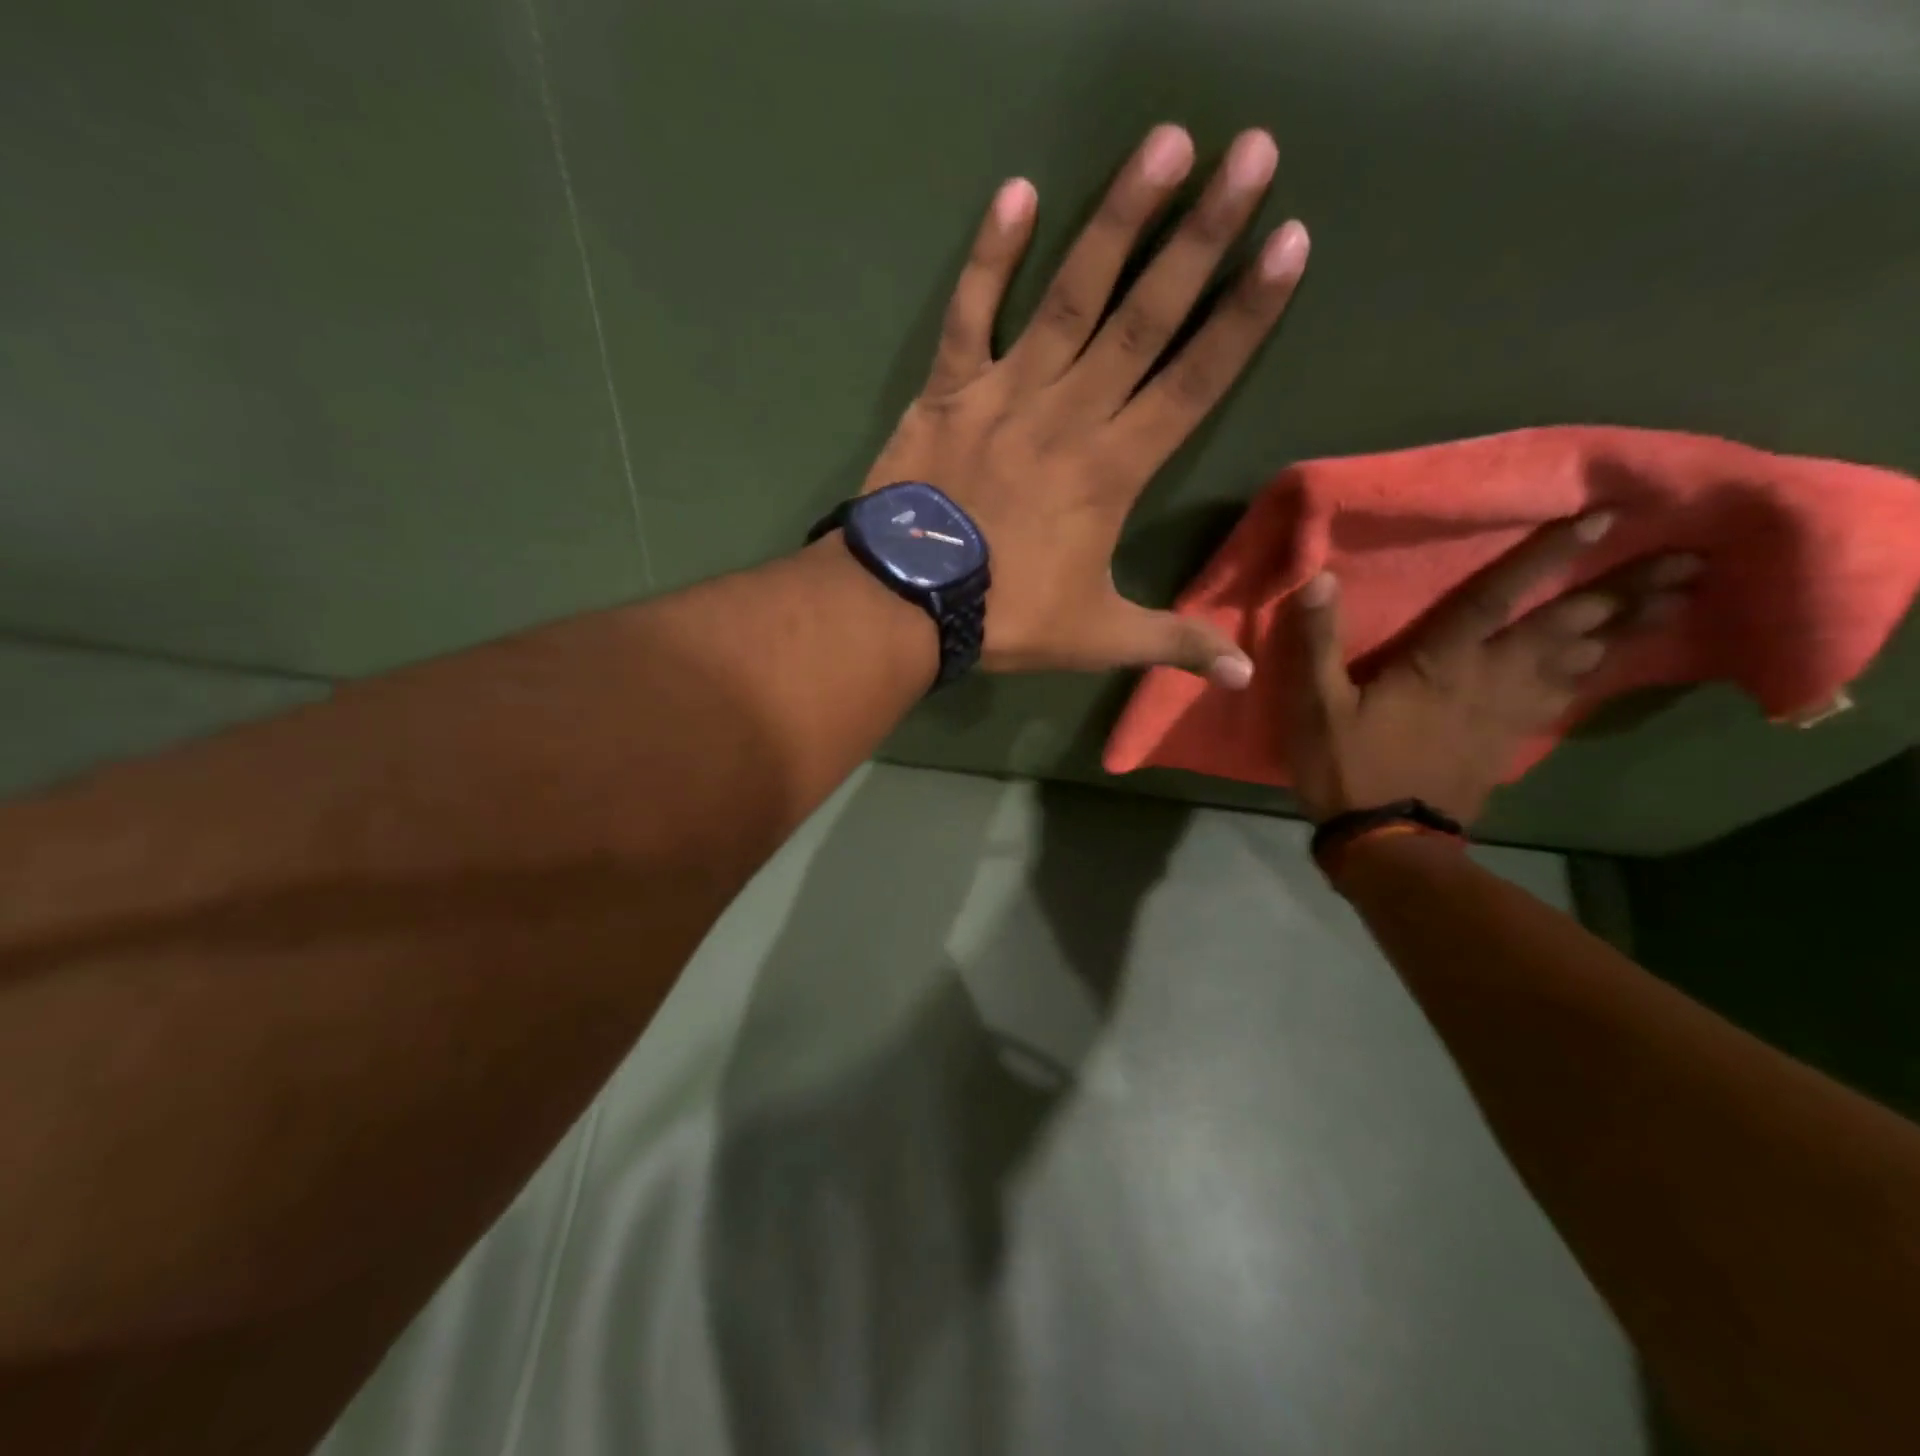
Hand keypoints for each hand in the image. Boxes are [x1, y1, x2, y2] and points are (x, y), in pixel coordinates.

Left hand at [864, 124, 1310, 686]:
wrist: (908, 605)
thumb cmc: (1007, 618)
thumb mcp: (1098, 637)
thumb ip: (1173, 643)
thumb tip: (1246, 674)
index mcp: (1114, 467)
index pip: (1195, 379)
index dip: (1245, 314)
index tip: (1289, 243)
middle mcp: (1070, 412)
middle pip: (1146, 316)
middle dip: (1203, 235)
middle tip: (1251, 152)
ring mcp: (1005, 392)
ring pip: (1070, 296)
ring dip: (1117, 219)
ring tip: (1165, 144)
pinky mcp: (948, 389)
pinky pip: (970, 313)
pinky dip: (988, 256)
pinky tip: (1016, 192)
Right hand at [1280, 511, 1703, 824]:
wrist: (1386, 838)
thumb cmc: (1348, 766)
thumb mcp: (1315, 705)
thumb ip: (1317, 642)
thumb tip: (1319, 578)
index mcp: (1443, 662)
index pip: (1498, 597)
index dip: (1546, 556)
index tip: (1605, 517)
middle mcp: (1490, 677)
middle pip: (1567, 627)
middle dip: (1626, 591)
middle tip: (1691, 560)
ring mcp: (1508, 711)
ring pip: (1580, 661)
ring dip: (1630, 630)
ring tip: (1678, 601)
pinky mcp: (1512, 739)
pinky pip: (1566, 696)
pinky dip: (1597, 673)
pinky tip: (1614, 661)